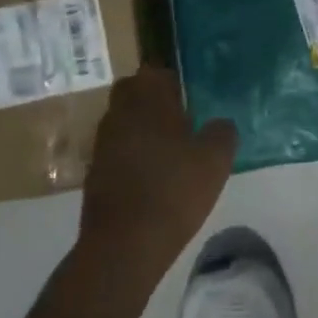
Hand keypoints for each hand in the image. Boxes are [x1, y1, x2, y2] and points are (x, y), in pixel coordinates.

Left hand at [74, 68, 235, 296]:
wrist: (124, 246)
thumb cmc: (174, 190)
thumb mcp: (216, 158)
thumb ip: (222, 132)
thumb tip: (219, 124)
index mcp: (148, 100)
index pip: (156, 71)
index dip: (173, 80)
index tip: (190, 94)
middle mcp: (120, 114)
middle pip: (133, 92)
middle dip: (153, 99)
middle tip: (181, 116)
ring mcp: (103, 144)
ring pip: (123, 121)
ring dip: (141, 127)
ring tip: (170, 148)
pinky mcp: (95, 174)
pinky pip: (117, 150)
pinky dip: (132, 155)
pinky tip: (154, 174)